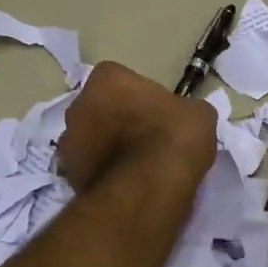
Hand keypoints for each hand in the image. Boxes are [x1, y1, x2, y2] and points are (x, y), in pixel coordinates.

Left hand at [58, 61, 216, 192]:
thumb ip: (184, 110)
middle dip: (117, 120)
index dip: (139, 96)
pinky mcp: (69, 175)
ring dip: (106, 147)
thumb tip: (183, 118)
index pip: (121, 79)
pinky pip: (89, 168)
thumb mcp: (198, 114)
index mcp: (107, 79)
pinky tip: (126, 185)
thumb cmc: (172, 138)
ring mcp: (68, 142)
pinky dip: (103, 173)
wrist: (149, 188)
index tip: (156, 114)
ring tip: (136, 167)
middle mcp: (79, 104)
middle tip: (145, 138)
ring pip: (90, 139)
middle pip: (99, 107)